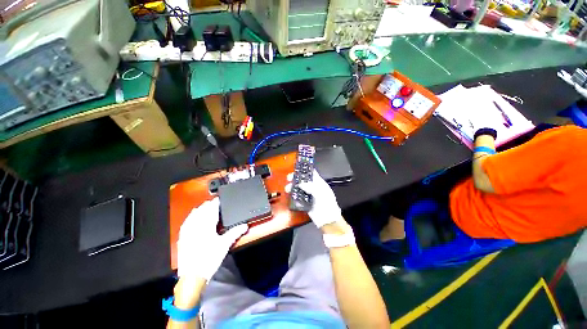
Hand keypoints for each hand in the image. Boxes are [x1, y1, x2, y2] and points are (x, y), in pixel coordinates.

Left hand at [177, 197, 247, 280]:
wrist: (192, 277)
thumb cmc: (209, 259)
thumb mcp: (224, 245)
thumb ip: (235, 233)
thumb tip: (245, 225)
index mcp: (206, 225)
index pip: (211, 209)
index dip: (216, 202)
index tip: (220, 198)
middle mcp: (195, 225)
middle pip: (202, 210)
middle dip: (209, 204)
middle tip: (216, 203)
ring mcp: (187, 231)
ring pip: (193, 214)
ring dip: (200, 209)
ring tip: (206, 207)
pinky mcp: (182, 237)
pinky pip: (186, 222)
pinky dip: (191, 216)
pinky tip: (193, 217)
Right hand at [286, 169, 341, 227]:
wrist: (327, 220)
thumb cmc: (327, 204)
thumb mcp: (321, 193)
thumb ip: (311, 187)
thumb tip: (300, 184)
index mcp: (318, 183)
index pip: (311, 173)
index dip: (304, 170)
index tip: (296, 169)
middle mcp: (312, 187)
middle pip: (302, 180)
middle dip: (295, 178)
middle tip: (288, 178)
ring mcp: (308, 195)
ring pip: (298, 188)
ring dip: (292, 187)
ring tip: (288, 189)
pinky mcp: (304, 202)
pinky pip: (297, 197)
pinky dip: (293, 196)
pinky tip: (290, 196)